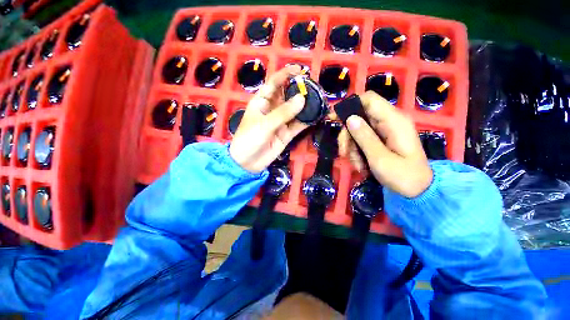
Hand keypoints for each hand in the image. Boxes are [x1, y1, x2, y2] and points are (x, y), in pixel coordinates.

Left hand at [230, 65, 307, 172]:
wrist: (248, 162)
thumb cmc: (249, 139)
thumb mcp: (264, 124)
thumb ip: (283, 112)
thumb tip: (302, 98)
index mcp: (262, 101)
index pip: (274, 83)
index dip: (285, 75)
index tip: (299, 70)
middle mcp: (273, 109)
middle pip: (287, 96)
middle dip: (299, 90)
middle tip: (314, 87)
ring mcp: (281, 122)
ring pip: (295, 111)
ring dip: (306, 106)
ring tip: (319, 100)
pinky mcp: (287, 134)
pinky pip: (298, 125)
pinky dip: (307, 121)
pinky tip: (316, 116)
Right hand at [338, 91, 432, 197]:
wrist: (418, 190)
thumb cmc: (403, 176)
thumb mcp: (380, 158)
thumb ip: (364, 137)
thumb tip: (350, 118)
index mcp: (394, 121)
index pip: (369, 100)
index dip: (349, 106)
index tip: (333, 119)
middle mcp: (389, 121)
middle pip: (359, 117)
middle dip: (348, 136)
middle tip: (344, 152)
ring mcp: (385, 131)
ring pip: (358, 131)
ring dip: (352, 148)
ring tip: (357, 165)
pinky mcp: (382, 140)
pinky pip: (362, 140)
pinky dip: (357, 152)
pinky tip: (361, 165)